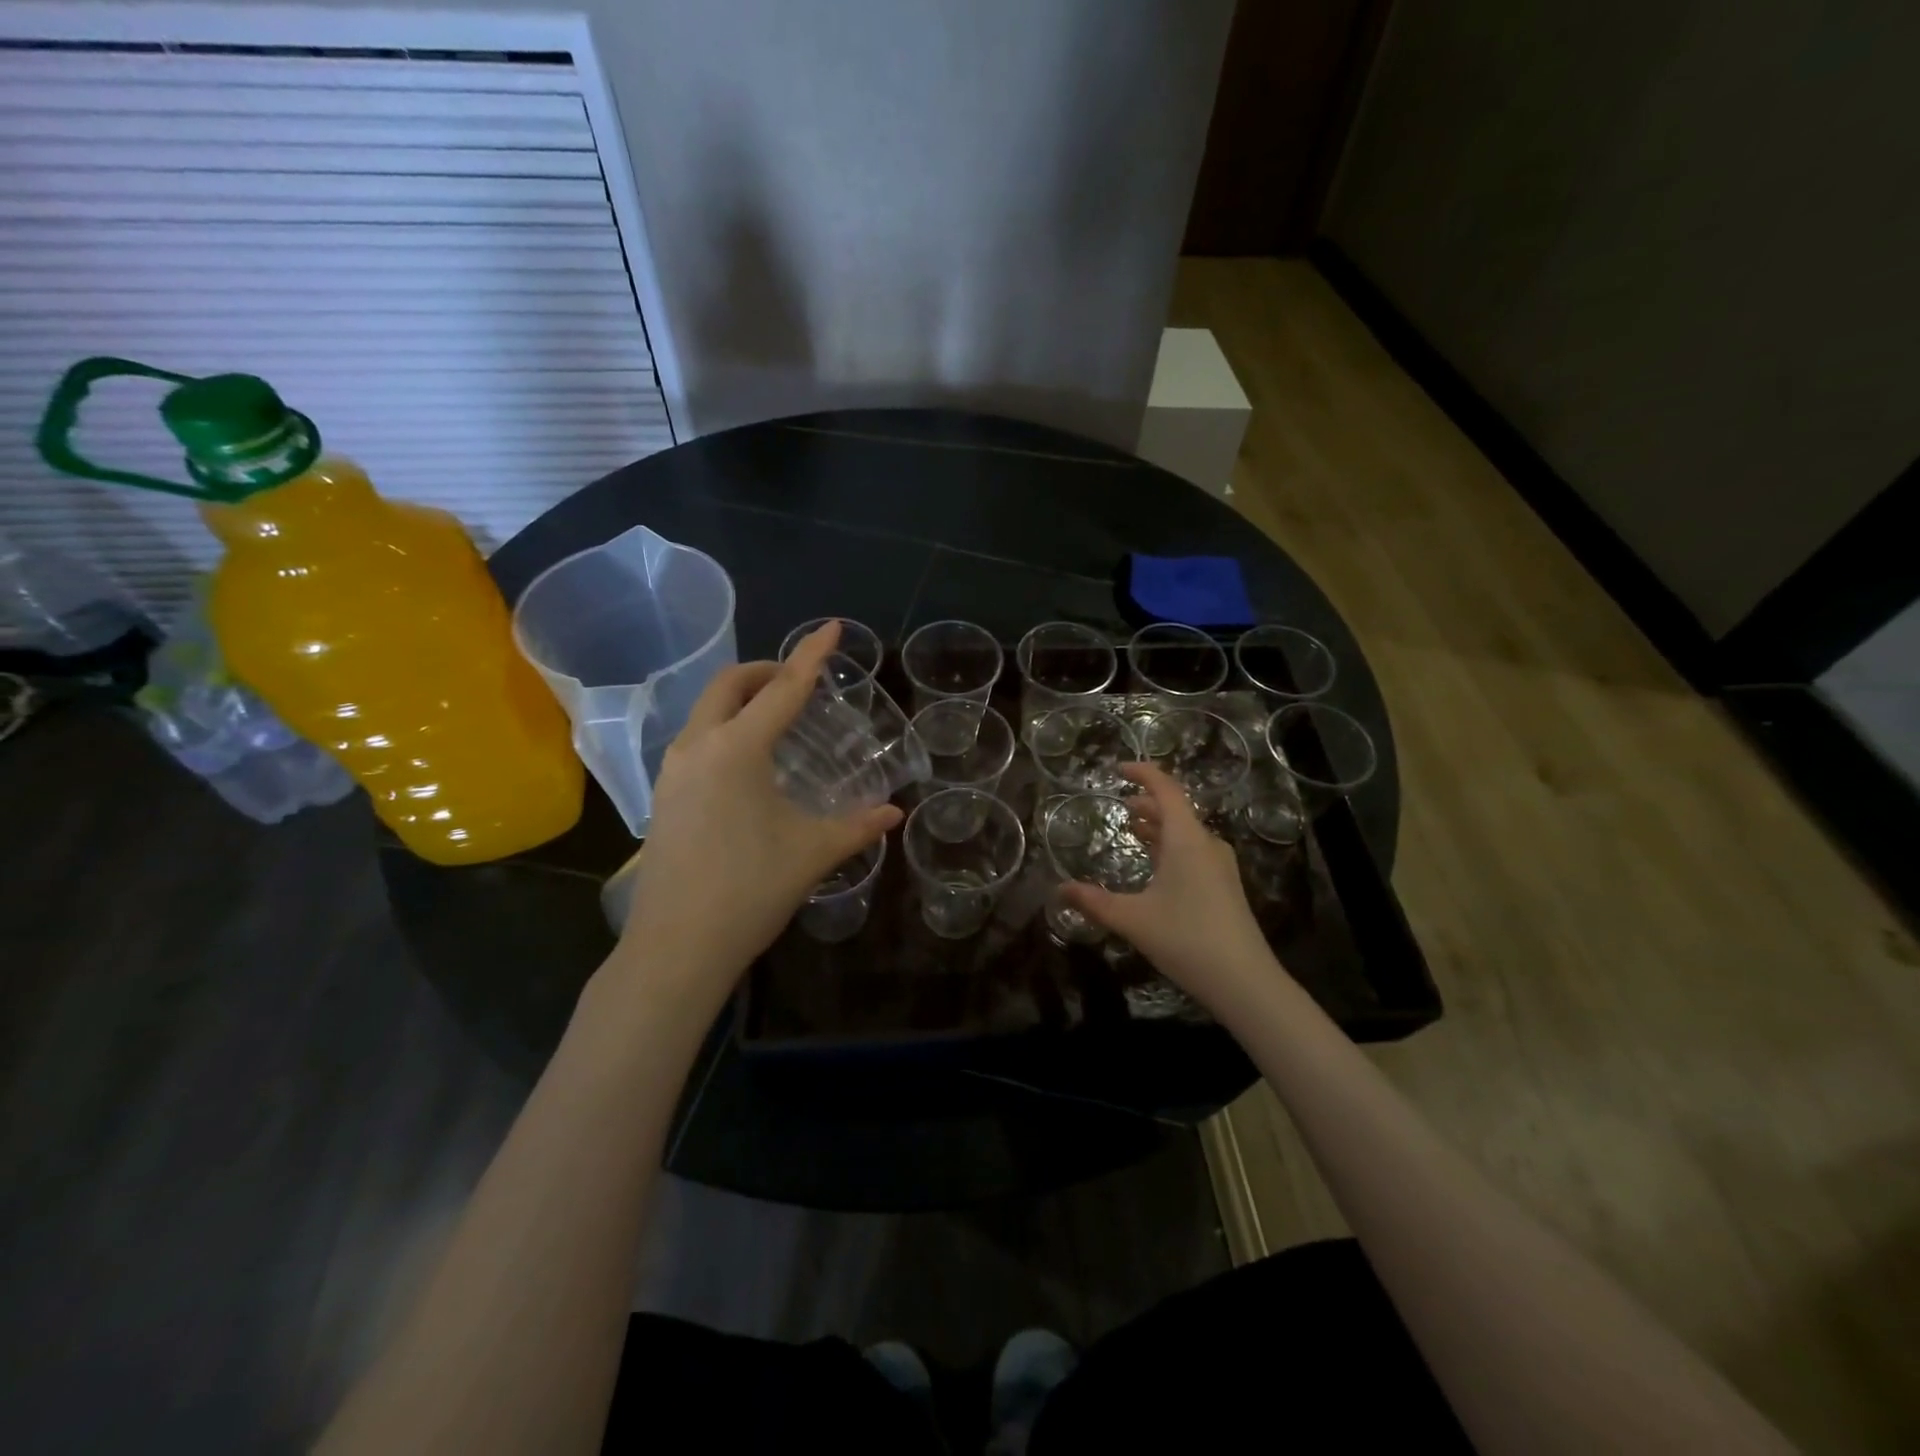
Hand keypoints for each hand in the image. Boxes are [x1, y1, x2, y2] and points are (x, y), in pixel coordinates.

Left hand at [612, 622, 900, 1004]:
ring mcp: (673, 772)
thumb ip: (858, 826)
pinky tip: (747, 763)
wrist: (676, 947)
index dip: (811, 655)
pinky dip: (724, 729)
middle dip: (766, 671)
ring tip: (777, 718)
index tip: (831, 627)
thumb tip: (894, 812)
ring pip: (705, 711)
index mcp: (737, 749)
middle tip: (800, 681)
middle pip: (729, 685)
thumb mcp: (813, 852)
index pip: (784, 689)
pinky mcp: (663, 797)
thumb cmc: (750, 890)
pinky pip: (696, 740)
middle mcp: (698, 747)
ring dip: (740, 699)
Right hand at [1062, 763, 1276, 1009]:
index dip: (1143, 773)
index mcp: (1187, 839)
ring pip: (1186, 832)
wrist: (1244, 981)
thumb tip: (1059, 889)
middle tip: (1120, 805)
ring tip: (1135, 829)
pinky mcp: (1224, 886)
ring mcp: (1220, 866)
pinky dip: (1171, 846)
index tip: (1118, 769)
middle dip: (1148, 803)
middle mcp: (1207, 844)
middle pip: (1176, 809)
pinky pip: (1194, 851)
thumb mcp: (1132, 919)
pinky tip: (1157, 866)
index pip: (1166, 789)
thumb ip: (1094, 902)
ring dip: (1160, 826)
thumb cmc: (1186, 939)